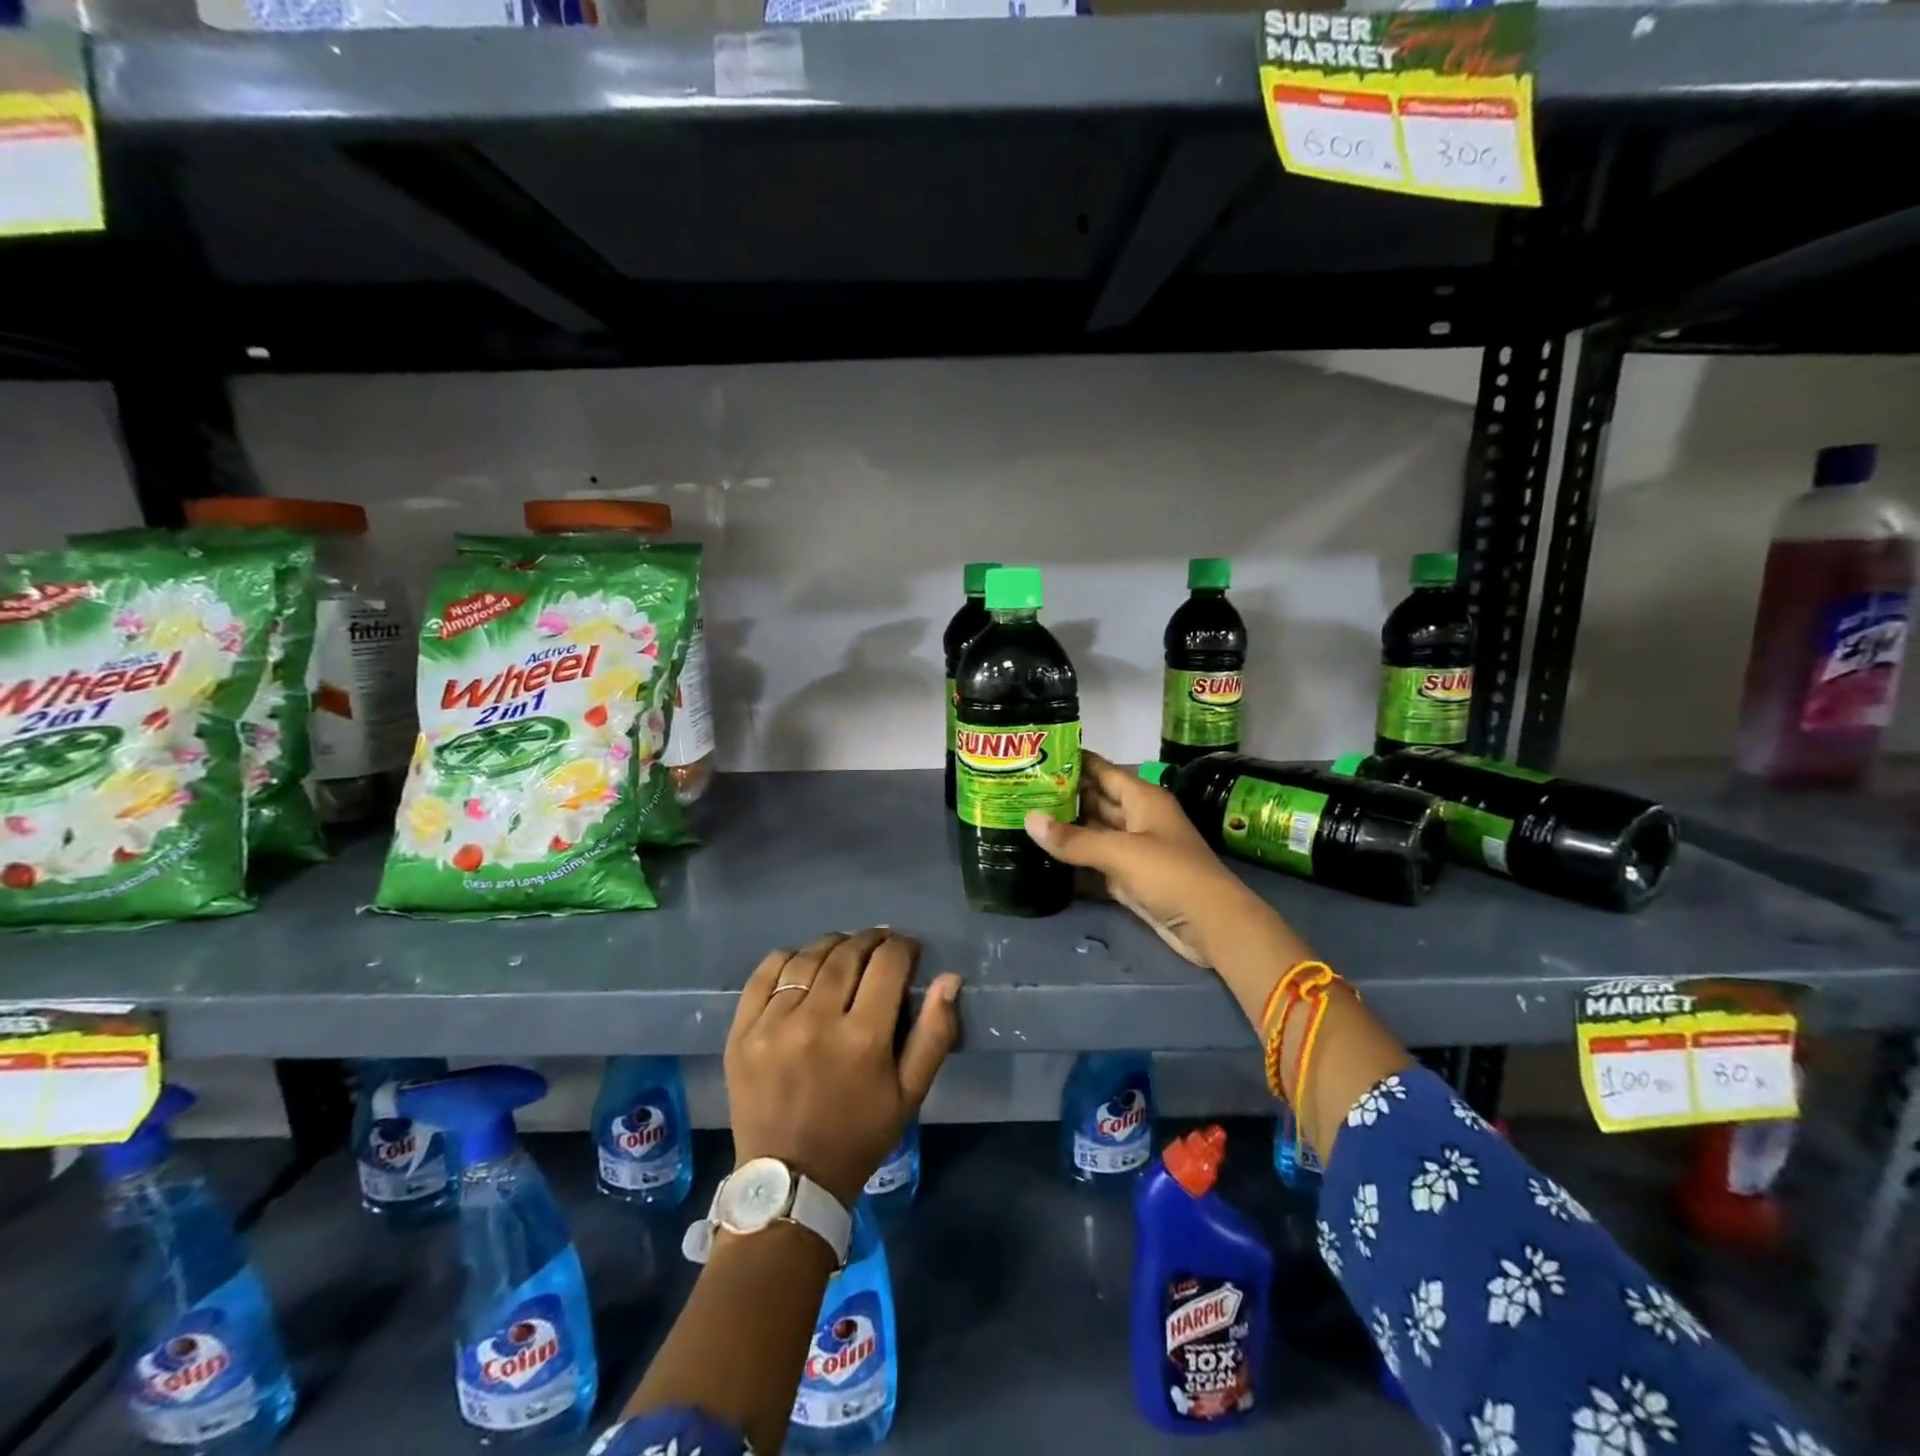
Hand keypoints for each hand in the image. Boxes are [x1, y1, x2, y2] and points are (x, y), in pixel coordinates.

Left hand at [725, 929, 960, 1207]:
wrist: (790, 1181)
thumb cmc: (859, 1135)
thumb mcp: (910, 1093)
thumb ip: (935, 1033)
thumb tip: (949, 978)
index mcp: (863, 1038)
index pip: (888, 963)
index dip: (903, 946)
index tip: (909, 949)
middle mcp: (816, 1021)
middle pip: (848, 954)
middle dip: (871, 940)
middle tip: (881, 944)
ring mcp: (773, 1024)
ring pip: (808, 958)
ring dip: (833, 945)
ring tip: (845, 951)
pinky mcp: (742, 1031)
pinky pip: (766, 973)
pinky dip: (789, 959)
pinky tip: (803, 965)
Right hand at [1023, 750, 1258, 965]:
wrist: (1212, 926)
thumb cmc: (1171, 874)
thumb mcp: (1121, 852)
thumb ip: (1074, 839)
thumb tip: (1029, 819)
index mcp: (1142, 798)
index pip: (1102, 770)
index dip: (1073, 761)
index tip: (1037, 754)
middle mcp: (1137, 818)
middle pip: (1095, 801)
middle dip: (1062, 797)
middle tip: (1019, 790)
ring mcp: (1134, 850)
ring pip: (1093, 833)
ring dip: (1065, 830)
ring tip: (1022, 820)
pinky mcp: (1129, 879)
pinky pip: (1095, 863)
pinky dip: (1074, 862)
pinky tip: (1043, 858)